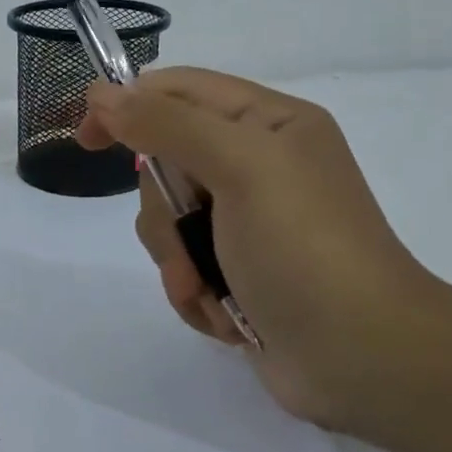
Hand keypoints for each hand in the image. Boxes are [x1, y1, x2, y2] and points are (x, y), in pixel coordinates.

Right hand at [77, 68, 447, 426]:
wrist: (363, 360)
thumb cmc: (303, 248)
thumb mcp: (239, 167)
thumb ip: (166, 124)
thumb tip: (103, 93)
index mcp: (268, 124)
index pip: (180, 91)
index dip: (128, 105)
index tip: (87, 139)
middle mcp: (257, 166)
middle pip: (166, 163)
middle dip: (165, 211)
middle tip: (188, 237)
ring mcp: (247, 223)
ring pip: (168, 222)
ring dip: (178, 260)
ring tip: (208, 288)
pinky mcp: (238, 271)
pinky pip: (183, 265)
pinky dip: (194, 291)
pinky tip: (225, 313)